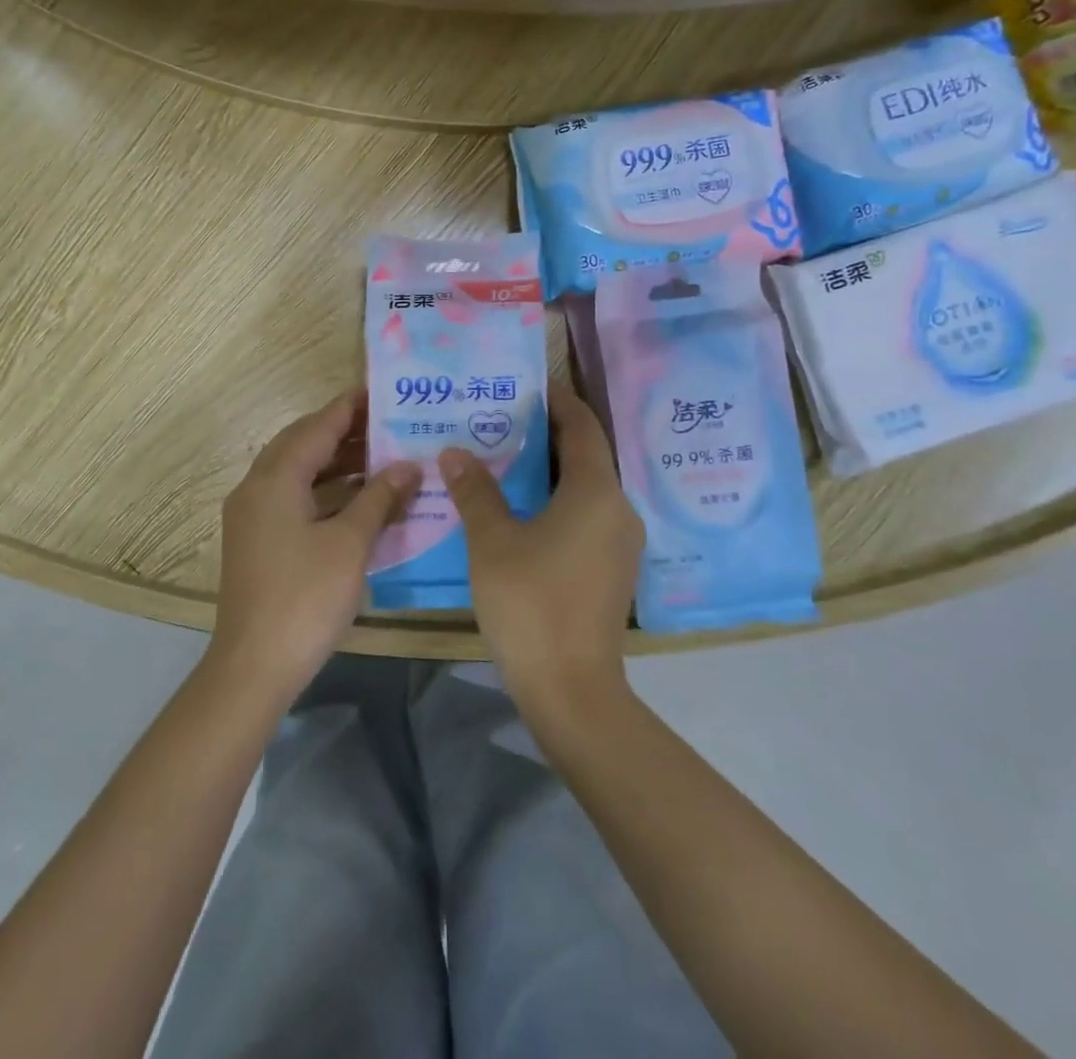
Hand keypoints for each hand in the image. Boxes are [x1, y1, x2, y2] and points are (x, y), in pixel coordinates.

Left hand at [213, 390, 421, 704]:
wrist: (254, 665)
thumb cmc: (306, 597)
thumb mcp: (350, 543)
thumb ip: (380, 498)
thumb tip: (408, 466)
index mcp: (276, 478)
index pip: (317, 427)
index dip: (349, 408)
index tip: (380, 391)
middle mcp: (256, 487)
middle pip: (301, 444)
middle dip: (342, 431)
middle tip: (386, 424)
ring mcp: (252, 515)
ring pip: (295, 472)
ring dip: (333, 462)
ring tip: (379, 456)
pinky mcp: (256, 539)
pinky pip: (291, 496)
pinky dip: (322, 489)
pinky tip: (355, 498)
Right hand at [440, 382, 640, 721]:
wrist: (571, 689)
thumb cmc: (530, 602)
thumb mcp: (492, 541)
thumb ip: (475, 491)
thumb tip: (455, 452)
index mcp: (595, 491)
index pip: (582, 427)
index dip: (558, 401)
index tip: (529, 385)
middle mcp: (618, 509)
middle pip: (586, 456)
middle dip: (547, 435)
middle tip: (501, 421)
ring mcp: (620, 543)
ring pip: (586, 489)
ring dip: (550, 472)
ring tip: (504, 461)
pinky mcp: (612, 570)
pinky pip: (587, 517)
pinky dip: (558, 502)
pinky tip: (521, 511)